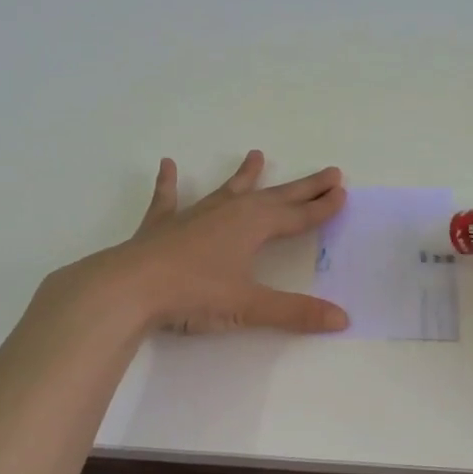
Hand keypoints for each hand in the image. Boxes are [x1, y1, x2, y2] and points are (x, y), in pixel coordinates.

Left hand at [39, 151, 349, 335]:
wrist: (129, 288)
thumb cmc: (194, 294)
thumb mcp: (249, 305)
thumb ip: (295, 312)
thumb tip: (342, 318)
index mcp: (253, 227)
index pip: (297, 216)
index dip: (321, 207)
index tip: (342, 192)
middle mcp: (229, 212)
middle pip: (274, 196)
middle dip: (303, 187)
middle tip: (328, 172)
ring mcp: (194, 215)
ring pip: (228, 190)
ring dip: (245, 175)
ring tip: (256, 154)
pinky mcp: (162, 226)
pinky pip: (168, 199)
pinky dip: (169, 183)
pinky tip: (168, 165)